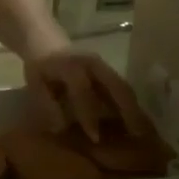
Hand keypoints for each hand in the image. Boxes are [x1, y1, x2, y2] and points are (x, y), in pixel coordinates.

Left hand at [22, 49, 150, 140]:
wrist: (45, 40)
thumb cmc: (39, 67)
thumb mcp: (35, 84)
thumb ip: (47, 105)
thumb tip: (62, 128)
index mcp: (72, 66)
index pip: (83, 91)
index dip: (89, 115)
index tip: (95, 138)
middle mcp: (93, 63)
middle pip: (116, 86)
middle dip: (127, 111)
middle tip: (137, 136)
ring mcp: (103, 65)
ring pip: (124, 87)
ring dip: (134, 109)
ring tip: (143, 131)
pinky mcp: (108, 70)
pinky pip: (122, 87)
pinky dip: (130, 104)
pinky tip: (135, 121)